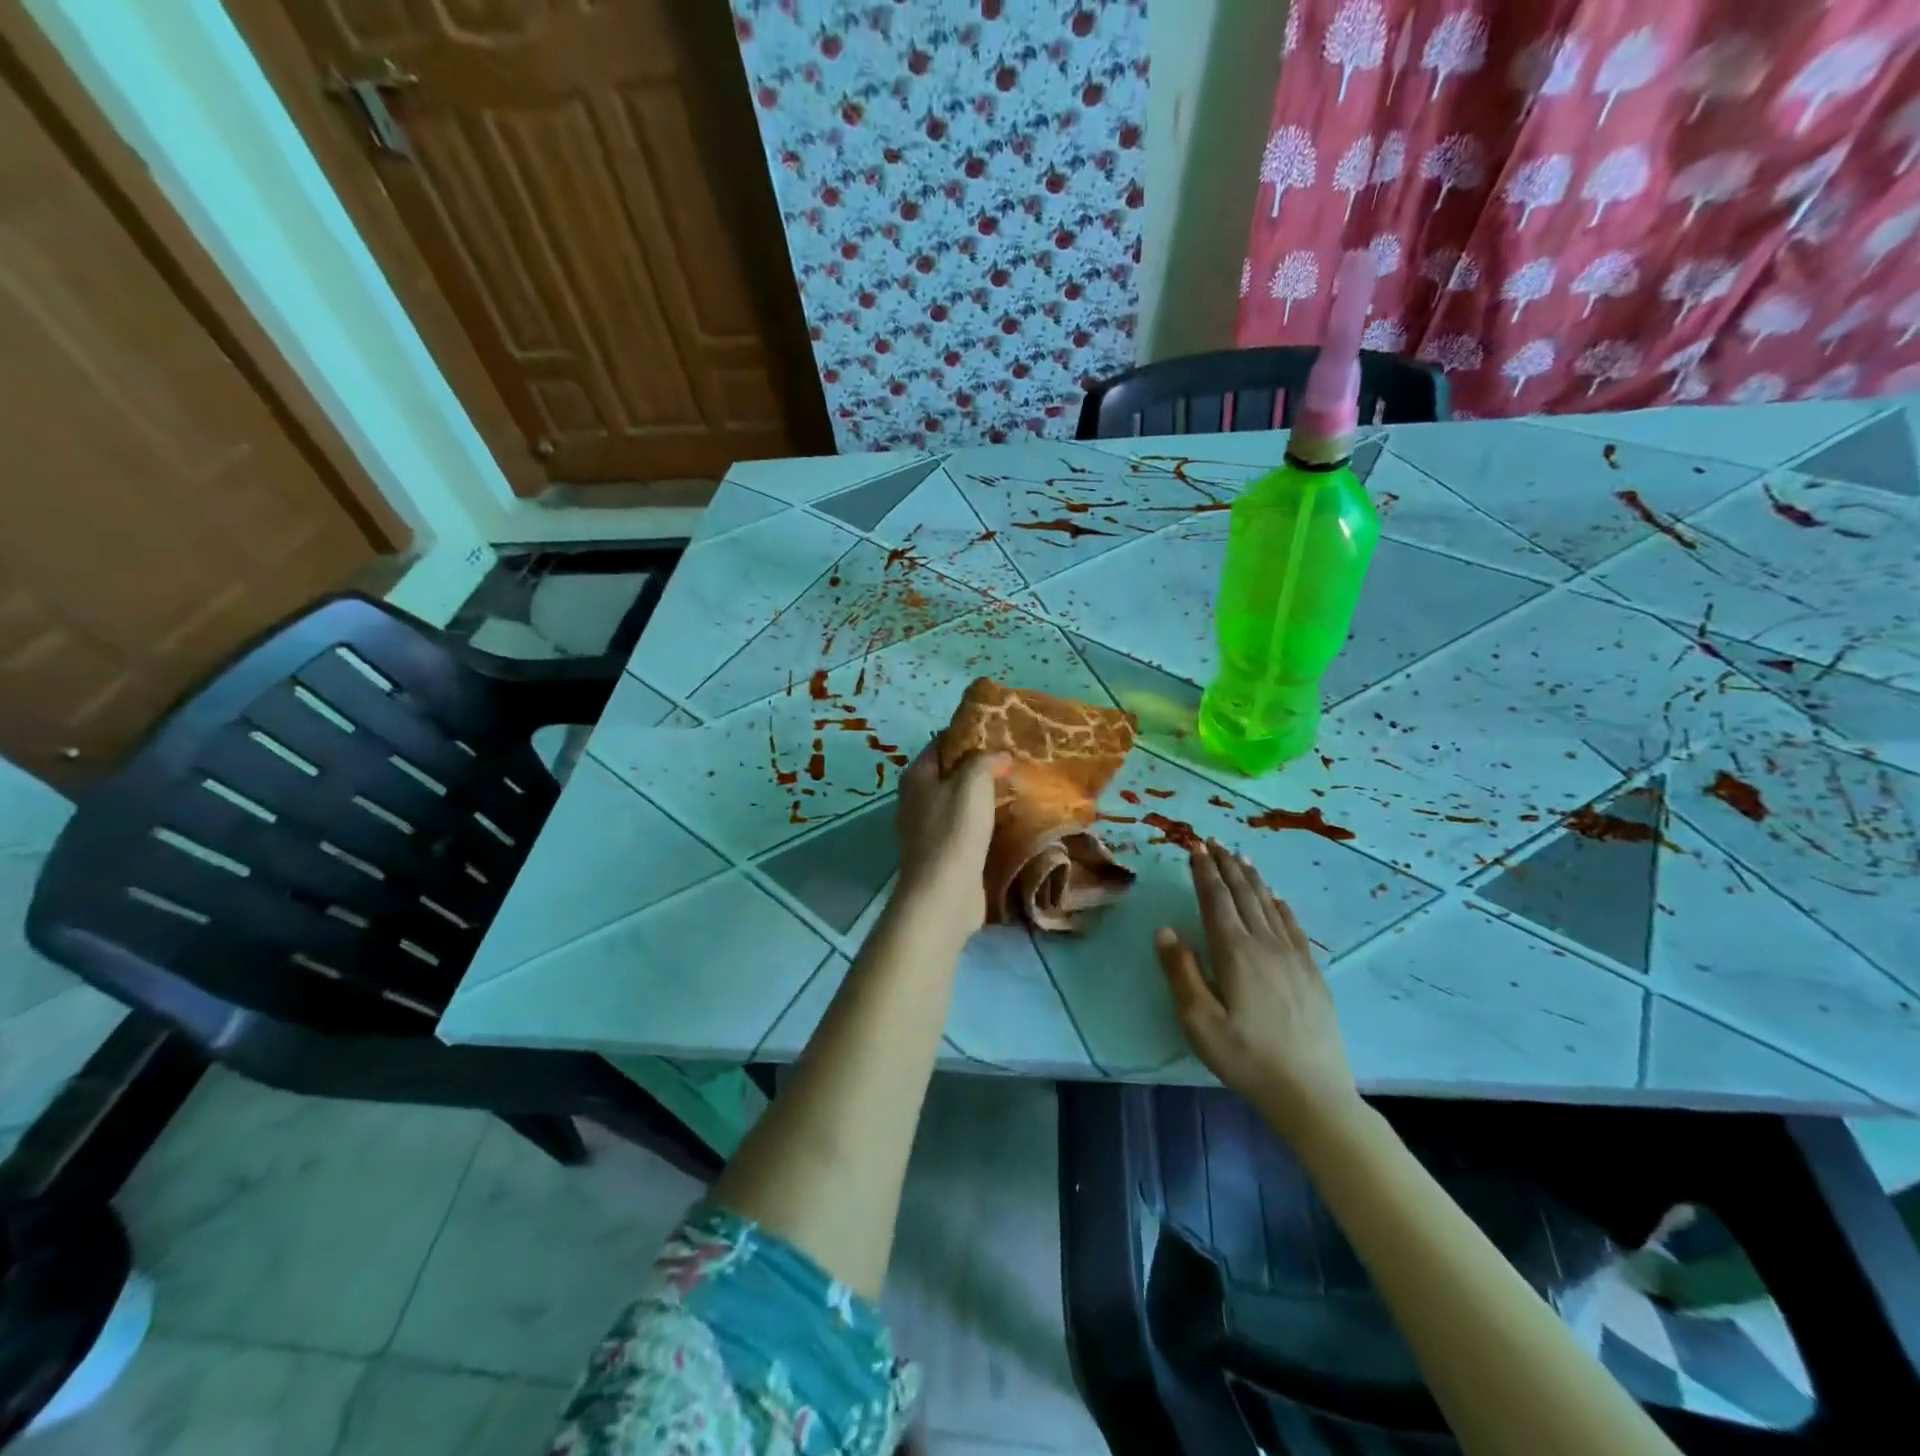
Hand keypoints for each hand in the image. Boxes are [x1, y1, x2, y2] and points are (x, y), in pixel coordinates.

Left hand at [893, 744, 1008, 938]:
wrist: (944, 893)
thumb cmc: (954, 831)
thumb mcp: (972, 783)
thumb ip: (985, 760)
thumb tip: (999, 755)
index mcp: (917, 776)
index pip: (941, 742)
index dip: (969, 734)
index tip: (1000, 732)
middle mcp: (917, 799)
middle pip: (951, 772)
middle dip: (980, 765)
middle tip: (1015, 759)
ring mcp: (928, 828)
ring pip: (960, 801)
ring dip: (985, 795)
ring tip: (1018, 786)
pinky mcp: (943, 853)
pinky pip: (966, 827)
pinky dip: (984, 821)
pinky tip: (1008, 819)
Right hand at [1155, 842, 1361, 1139]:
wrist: (1312, 1093)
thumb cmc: (1247, 1058)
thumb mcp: (1199, 1022)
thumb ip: (1181, 972)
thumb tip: (1165, 930)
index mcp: (1234, 953)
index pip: (1215, 900)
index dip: (1203, 872)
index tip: (1195, 847)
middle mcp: (1264, 944)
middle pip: (1243, 895)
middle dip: (1226, 866)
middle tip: (1213, 841)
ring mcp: (1293, 957)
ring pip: (1268, 905)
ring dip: (1251, 878)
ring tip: (1240, 857)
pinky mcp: (1311, 973)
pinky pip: (1293, 926)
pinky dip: (1280, 905)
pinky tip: (1276, 898)